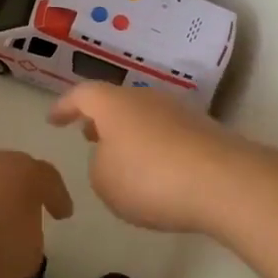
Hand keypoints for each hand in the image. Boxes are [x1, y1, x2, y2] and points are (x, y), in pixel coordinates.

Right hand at [48, 84, 249, 233]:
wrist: (224, 182)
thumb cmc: (150, 179)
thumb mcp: (105, 181)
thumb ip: (99, 165)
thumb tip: (113, 156)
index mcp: (114, 104)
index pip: (82, 95)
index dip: (64, 106)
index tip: (53, 119)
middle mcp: (147, 98)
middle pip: (118, 102)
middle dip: (101, 120)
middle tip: (88, 135)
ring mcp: (180, 112)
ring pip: (145, 117)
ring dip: (129, 134)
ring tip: (121, 158)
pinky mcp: (205, 132)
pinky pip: (168, 135)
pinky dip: (155, 148)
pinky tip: (156, 172)